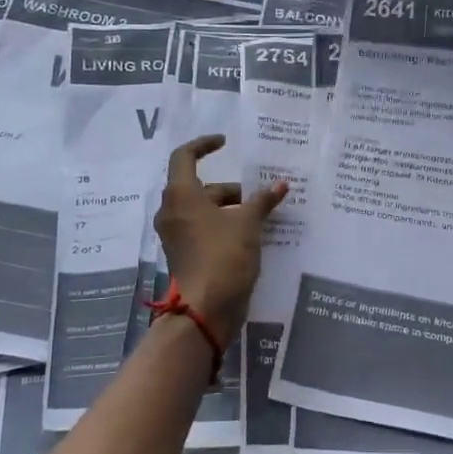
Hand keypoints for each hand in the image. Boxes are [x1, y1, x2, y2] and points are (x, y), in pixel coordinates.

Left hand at [153, 135, 288, 343]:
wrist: (206, 309)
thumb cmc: (224, 256)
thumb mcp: (248, 224)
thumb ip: (263, 200)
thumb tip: (280, 184)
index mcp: (181, 195)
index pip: (184, 156)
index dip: (204, 145)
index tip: (226, 143)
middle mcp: (172, 211)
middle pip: (199, 187)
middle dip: (230, 188)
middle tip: (259, 193)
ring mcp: (176, 235)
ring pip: (202, 209)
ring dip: (229, 208)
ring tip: (261, 214)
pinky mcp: (184, 254)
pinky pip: (203, 228)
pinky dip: (223, 225)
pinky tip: (251, 234)